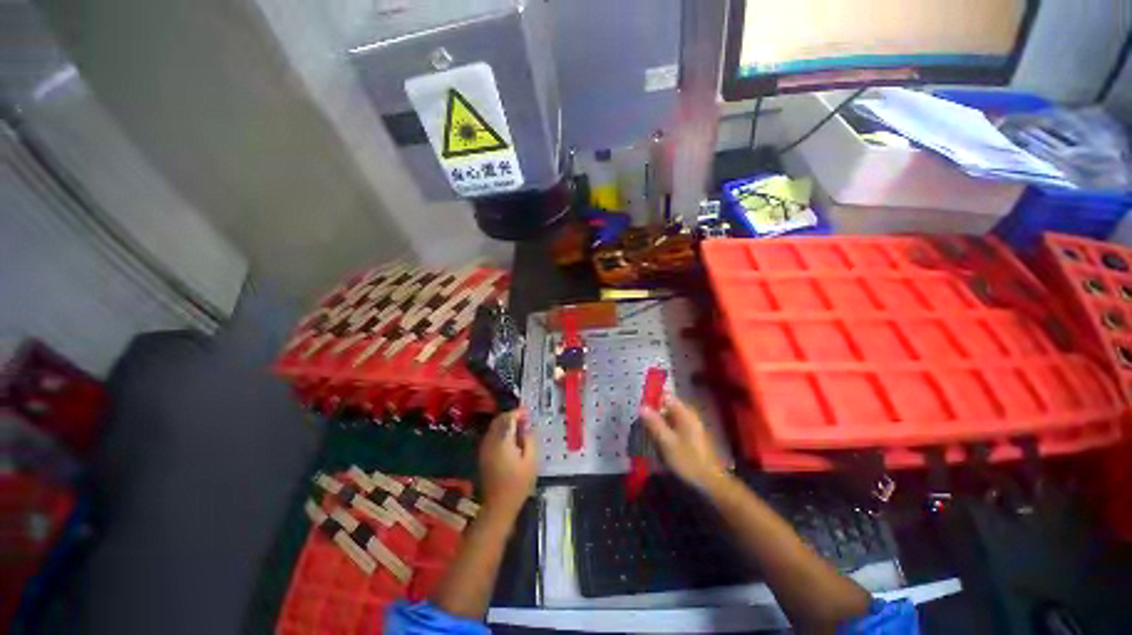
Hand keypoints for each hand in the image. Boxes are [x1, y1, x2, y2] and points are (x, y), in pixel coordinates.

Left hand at [478, 409, 537, 518]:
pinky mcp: (483, 454)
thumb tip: (526, 428)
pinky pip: (492, 435)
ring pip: (494, 427)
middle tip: (524, 418)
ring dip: (505, 423)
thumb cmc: (518, 484)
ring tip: (519, 427)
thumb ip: (529, 440)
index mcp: (502, 441)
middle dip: (511, 416)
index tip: (527, 413)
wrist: (498, 506)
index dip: (518, 413)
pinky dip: (501, 431)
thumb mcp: (531, 461)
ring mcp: (485, 448)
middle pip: (499, 420)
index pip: (508, 418)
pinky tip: (511, 437)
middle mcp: (491, 441)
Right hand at [641, 394, 727, 491]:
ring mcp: (691, 426)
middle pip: (667, 407)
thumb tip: (641, 406)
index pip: (666, 397)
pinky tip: (657, 439)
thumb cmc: (688, 460)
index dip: (652, 399)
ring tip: (645, 430)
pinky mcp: (691, 436)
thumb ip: (654, 423)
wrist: (710, 482)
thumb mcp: (666, 442)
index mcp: (685, 413)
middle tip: (638, 419)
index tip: (638, 404)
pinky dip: (665, 430)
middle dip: (653, 412)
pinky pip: (674, 427)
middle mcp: (689, 415)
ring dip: (658, 422)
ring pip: (670, 418)